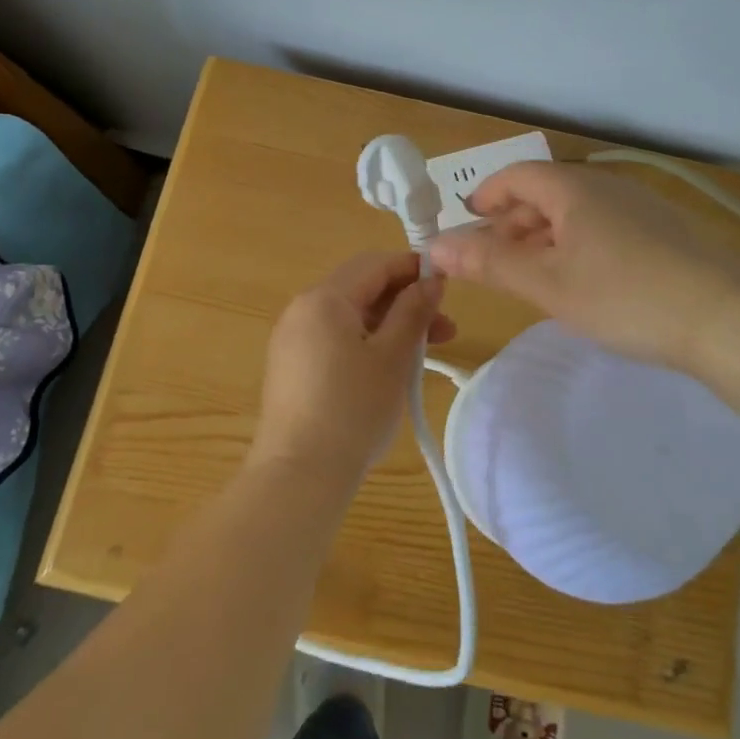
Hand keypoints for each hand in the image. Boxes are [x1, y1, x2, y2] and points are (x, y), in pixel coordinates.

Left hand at [249, 252, 456, 488]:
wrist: (299, 474)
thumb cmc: (353, 409)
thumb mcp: (393, 357)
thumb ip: (413, 311)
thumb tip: (431, 279)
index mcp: (324, 299)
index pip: (374, 264)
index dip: (413, 268)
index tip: (448, 285)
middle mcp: (302, 310)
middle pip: (361, 288)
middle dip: (405, 301)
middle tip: (445, 328)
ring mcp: (292, 340)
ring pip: (350, 317)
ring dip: (390, 325)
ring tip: (426, 353)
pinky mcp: (292, 367)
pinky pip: (335, 339)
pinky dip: (366, 343)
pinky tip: (390, 368)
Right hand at [426, 162, 739, 373]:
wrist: (726, 317)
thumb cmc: (624, 295)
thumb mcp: (547, 283)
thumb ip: (489, 262)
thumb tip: (434, 246)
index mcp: (574, 189)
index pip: (517, 176)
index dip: (486, 196)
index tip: (467, 225)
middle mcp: (606, 186)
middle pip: (545, 192)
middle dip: (512, 223)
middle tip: (495, 261)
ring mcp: (640, 206)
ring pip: (576, 212)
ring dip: (544, 237)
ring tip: (534, 276)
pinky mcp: (664, 231)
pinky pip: (604, 226)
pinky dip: (577, 245)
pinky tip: (583, 281)